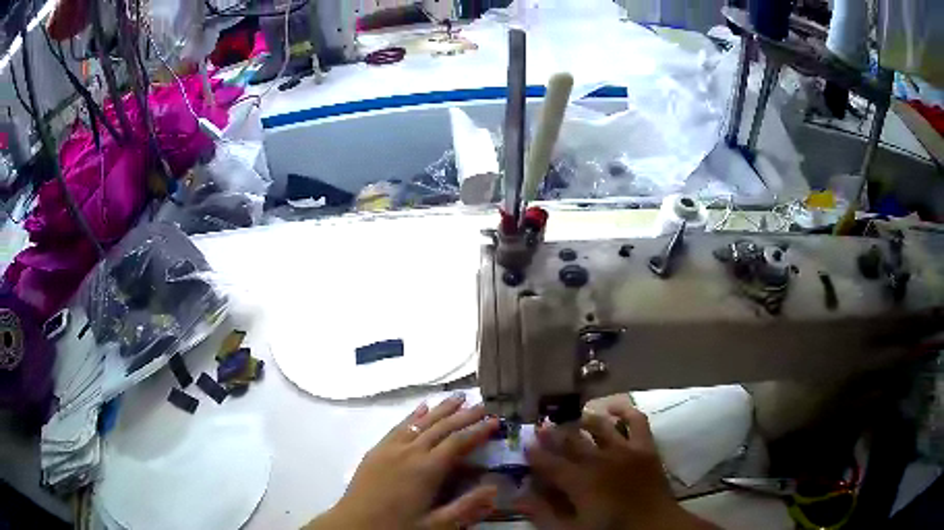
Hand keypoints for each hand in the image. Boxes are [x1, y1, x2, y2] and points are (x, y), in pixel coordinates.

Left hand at [305, 393, 499, 528]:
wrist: (353, 525)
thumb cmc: (398, 527)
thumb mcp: (436, 525)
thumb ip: (467, 507)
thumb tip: (495, 487)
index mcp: (427, 469)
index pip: (459, 442)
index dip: (478, 431)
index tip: (496, 420)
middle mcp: (410, 452)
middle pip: (441, 426)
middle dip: (464, 414)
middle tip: (483, 404)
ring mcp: (390, 448)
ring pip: (420, 422)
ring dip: (441, 409)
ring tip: (458, 397)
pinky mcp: (376, 450)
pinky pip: (398, 427)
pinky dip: (413, 416)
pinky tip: (422, 408)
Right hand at [518, 403, 717, 529]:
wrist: (656, 526)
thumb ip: (544, 514)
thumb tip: (519, 496)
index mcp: (580, 481)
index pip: (549, 462)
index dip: (535, 454)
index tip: (525, 445)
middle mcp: (600, 459)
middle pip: (571, 441)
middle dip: (553, 433)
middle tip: (541, 427)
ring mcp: (625, 449)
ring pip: (599, 426)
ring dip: (583, 420)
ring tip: (573, 418)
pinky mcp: (645, 446)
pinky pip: (636, 420)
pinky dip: (624, 410)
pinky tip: (613, 407)